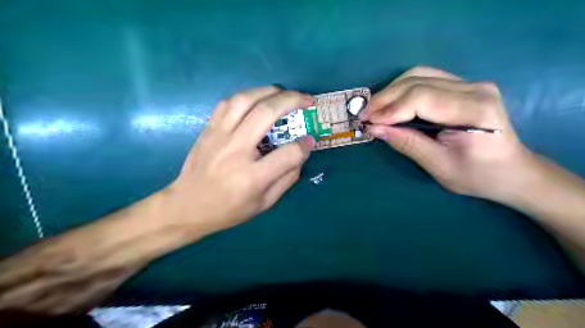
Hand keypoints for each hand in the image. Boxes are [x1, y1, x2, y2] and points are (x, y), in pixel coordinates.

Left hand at [164, 87, 315, 232]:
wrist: (187, 207)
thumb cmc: (229, 209)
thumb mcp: (264, 203)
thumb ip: (287, 178)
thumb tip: (301, 151)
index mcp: (252, 177)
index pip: (288, 153)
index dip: (305, 145)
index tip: (310, 141)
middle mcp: (236, 150)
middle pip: (267, 113)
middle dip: (292, 100)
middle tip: (307, 99)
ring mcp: (219, 136)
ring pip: (245, 100)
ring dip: (269, 91)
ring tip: (284, 93)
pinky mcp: (209, 129)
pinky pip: (228, 103)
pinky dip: (247, 95)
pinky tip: (257, 98)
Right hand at [364, 67, 538, 201]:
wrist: (511, 171)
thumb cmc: (478, 176)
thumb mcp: (439, 166)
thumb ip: (407, 143)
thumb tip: (374, 129)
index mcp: (475, 110)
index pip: (422, 98)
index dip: (390, 109)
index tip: (368, 122)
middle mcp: (474, 88)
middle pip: (417, 82)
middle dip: (385, 98)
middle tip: (364, 115)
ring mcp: (470, 83)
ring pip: (418, 75)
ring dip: (391, 91)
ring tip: (374, 110)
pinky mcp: (462, 85)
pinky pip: (425, 79)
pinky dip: (402, 90)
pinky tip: (391, 103)